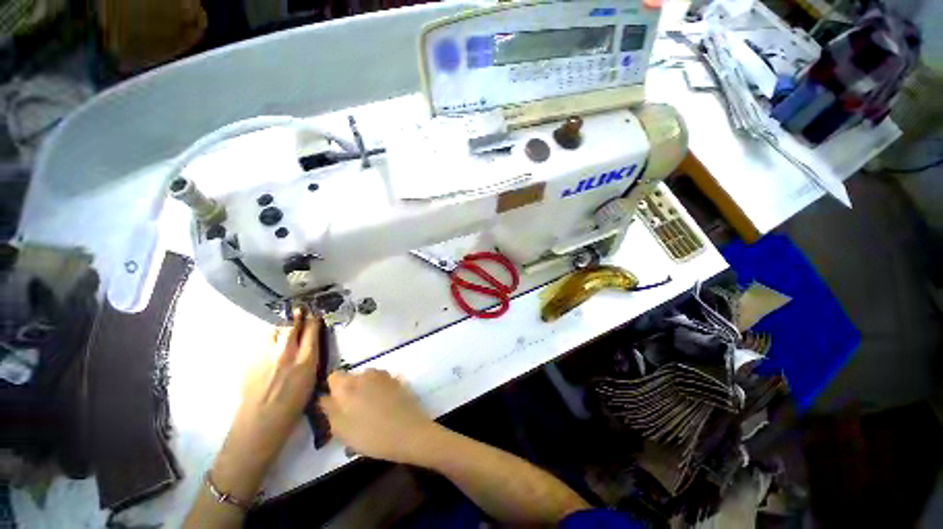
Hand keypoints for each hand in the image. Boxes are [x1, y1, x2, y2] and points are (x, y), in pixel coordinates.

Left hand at [211, 309, 320, 498]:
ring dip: (281, 326)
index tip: (316, 315)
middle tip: (300, 310)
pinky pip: (262, 341)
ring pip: (274, 330)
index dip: (314, 321)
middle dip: (297, 316)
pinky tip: (270, 343)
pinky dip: (269, 338)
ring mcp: (266, 356)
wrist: (260, 422)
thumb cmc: (293, 405)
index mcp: (305, 361)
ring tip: (284, 326)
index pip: (311, 332)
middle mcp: (286, 354)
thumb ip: (309, 358)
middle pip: (292, 326)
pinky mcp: (251, 360)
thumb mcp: (310, 380)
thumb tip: (309, 345)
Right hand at [322, 369, 438, 464]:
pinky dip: (379, 391)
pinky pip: (381, 383)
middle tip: (352, 414)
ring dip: (365, 391)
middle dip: (349, 392)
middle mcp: (365, 374)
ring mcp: (384, 375)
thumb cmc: (370, 434)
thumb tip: (324, 397)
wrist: (408, 432)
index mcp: (347, 385)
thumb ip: (329, 409)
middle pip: (351, 378)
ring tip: (369, 413)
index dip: (332, 391)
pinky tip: (384, 408)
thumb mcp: (341, 429)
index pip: (333, 377)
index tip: (335, 406)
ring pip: (367, 380)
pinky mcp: (397, 380)